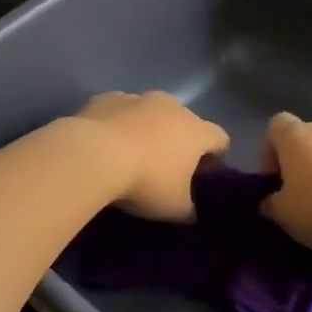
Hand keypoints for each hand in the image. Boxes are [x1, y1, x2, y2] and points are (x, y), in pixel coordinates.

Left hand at [70, 91, 229, 220]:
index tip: (205, 173)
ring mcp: (138, 98)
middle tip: (166, 167)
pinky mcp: (107, 98)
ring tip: (131, 154)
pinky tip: (105, 144)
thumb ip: (188, 210)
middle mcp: (172, 107)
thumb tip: (190, 214)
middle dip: (178, 141)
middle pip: (184, 122)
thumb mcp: (173, 208)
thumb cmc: (145, 181)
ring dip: (147, 129)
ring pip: (150, 112)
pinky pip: (119, 111)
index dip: (216, 156)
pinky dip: (118, 124)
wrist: (93, 154)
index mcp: (196, 131)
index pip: (219, 139)